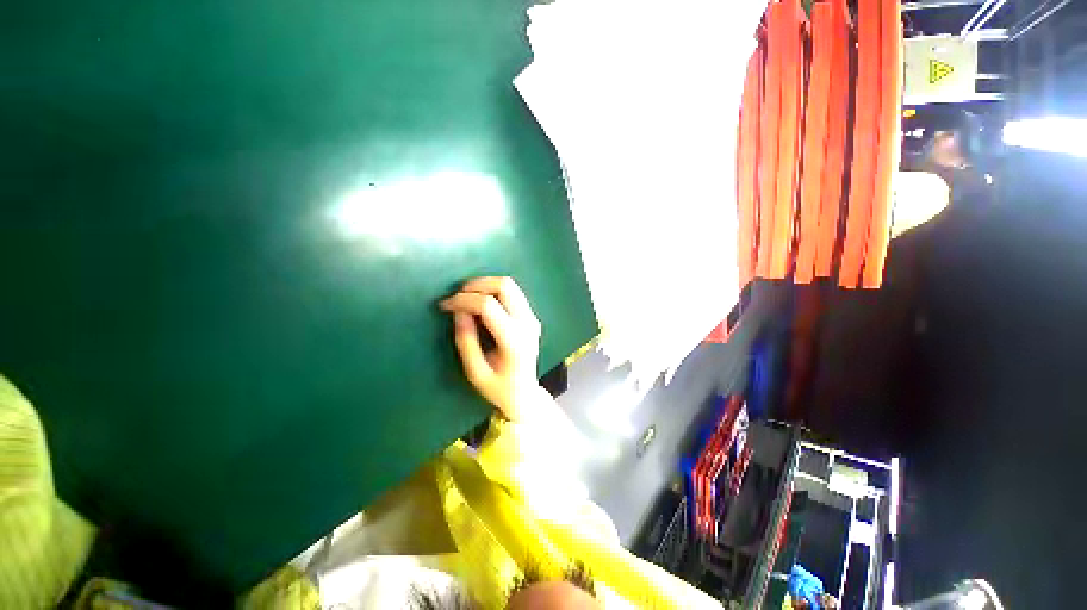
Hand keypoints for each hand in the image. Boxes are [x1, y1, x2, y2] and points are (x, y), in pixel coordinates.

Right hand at [440, 277, 542, 421]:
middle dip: (476, 285)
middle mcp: (527, 324)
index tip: (445, 305)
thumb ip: (466, 341)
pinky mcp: (532, 317)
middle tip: (456, 295)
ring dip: (486, 285)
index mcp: (514, 340)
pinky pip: (513, 293)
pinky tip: (482, 302)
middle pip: (504, 286)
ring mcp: (532, 318)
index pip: (488, 306)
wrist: (525, 394)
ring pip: (510, 285)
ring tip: (466, 296)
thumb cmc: (499, 388)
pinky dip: (494, 291)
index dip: (463, 300)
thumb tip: (458, 311)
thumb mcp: (475, 372)